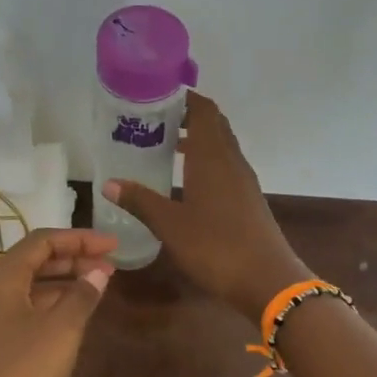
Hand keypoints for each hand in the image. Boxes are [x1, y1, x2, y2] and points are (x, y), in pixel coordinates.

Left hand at [0, 229, 116, 376]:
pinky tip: (72, 320)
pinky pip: (23, 312)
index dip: (80, 238)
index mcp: (0, 278)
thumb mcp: (61, 331)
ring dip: (62, 283)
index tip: (114, 244)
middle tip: (110, 265)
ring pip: (28, 289)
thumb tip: (98, 271)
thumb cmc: (20, 374)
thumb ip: (82, 296)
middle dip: (72, 258)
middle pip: (33, 262)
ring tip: (97, 288)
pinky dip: (50, 307)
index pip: (42, 241)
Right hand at [103, 92, 309, 322]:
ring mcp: (244, 181)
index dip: (184, 98)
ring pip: (221, 146)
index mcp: (213, 157)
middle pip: (214, 125)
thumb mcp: (170, 225)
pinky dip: (206, 161)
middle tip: (155, 120)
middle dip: (188, 116)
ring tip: (165, 146)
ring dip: (198, 140)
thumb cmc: (215, 246)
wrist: (267, 280)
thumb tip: (109, 183)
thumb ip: (140, 201)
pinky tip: (187, 180)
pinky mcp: (249, 199)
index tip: (157, 96)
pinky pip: (226, 167)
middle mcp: (231, 161)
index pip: (204, 110)